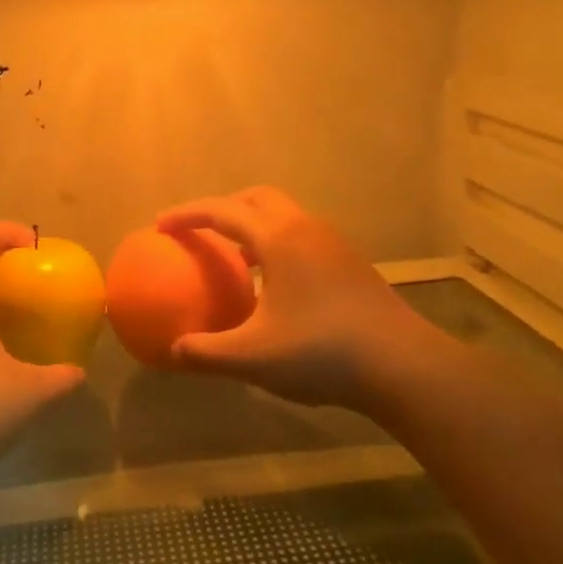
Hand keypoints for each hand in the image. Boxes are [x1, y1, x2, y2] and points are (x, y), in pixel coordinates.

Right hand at [156, 187, 431, 411]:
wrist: (402, 365)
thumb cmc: (322, 352)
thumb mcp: (253, 358)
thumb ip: (206, 352)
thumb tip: (172, 352)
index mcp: (279, 238)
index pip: (223, 211)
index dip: (188, 214)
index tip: (160, 225)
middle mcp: (306, 228)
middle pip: (257, 198)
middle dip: (224, 207)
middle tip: (200, 231)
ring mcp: (333, 243)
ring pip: (284, 217)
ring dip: (253, 226)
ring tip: (234, 258)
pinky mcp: (350, 262)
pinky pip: (302, 238)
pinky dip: (277, 245)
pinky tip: (273, 286)